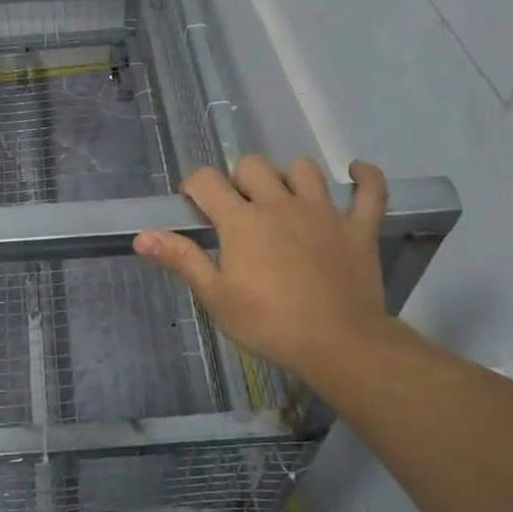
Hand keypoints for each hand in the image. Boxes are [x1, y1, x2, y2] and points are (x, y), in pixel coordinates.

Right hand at [134, 156, 395, 386]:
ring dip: (290, 177)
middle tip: (238, 209)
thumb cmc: (270, 324)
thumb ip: (182, 259)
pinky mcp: (358, 228)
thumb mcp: (216, 297)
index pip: (207, 180)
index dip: (194, 185)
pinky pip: (370, 191)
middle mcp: (280, 204)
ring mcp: (323, 212)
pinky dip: (366, 178)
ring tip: (285, 198)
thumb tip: (142, 236)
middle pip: (253, 166)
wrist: (339, 345)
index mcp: (242, 221)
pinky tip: (357, 173)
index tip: (193, 205)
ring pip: (304, 169)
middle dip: (239, 180)